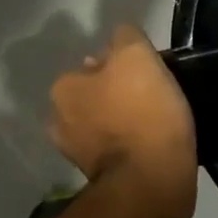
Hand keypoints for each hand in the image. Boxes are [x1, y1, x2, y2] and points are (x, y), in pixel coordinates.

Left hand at [49, 27, 197, 215]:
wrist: (151, 180)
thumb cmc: (142, 111)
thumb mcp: (136, 54)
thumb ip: (125, 36)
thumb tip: (122, 38)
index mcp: (64, 88)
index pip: (97, 62)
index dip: (124, 65)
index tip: (149, 74)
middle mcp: (60, 120)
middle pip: (98, 94)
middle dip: (120, 94)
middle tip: (155, 96)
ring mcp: (77, 154)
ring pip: (106, 123)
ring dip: (124, 121)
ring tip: (158, 122)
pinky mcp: (98, 179)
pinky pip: (118, 150)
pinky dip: (131, 146)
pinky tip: (152, 145)